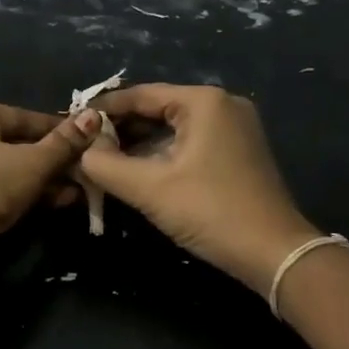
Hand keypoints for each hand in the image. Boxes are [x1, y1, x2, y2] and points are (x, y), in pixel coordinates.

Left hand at [0, 102, 103, 248]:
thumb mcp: (32, 161)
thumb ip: (64, 142)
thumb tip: (94, 116)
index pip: (27, 116)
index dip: (61, 129)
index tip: (94, 138)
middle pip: (22, 143)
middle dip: (58, 158)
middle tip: (93, 166)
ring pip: (17, 171)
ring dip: (49, 180)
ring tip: (86, 187)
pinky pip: (8, 192)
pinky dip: (33, 196)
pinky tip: (64, 202)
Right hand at [79, 85, 318, 292]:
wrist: (274, 254)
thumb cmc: (210, 212)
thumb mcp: (149, 188)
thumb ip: (105, 165)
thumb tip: (80, 150)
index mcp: (204, 101)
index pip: (141, 94)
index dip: (104, 108)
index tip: (73, 121)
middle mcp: (222, 105)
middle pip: (158, 107)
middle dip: (121, 127)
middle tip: (85, 144)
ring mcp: (235, 127)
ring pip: (173, 126)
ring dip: (139, 142)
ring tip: (103, 158)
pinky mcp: (238, 150)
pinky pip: (190, 141)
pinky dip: (162, 152)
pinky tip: (137, 168)